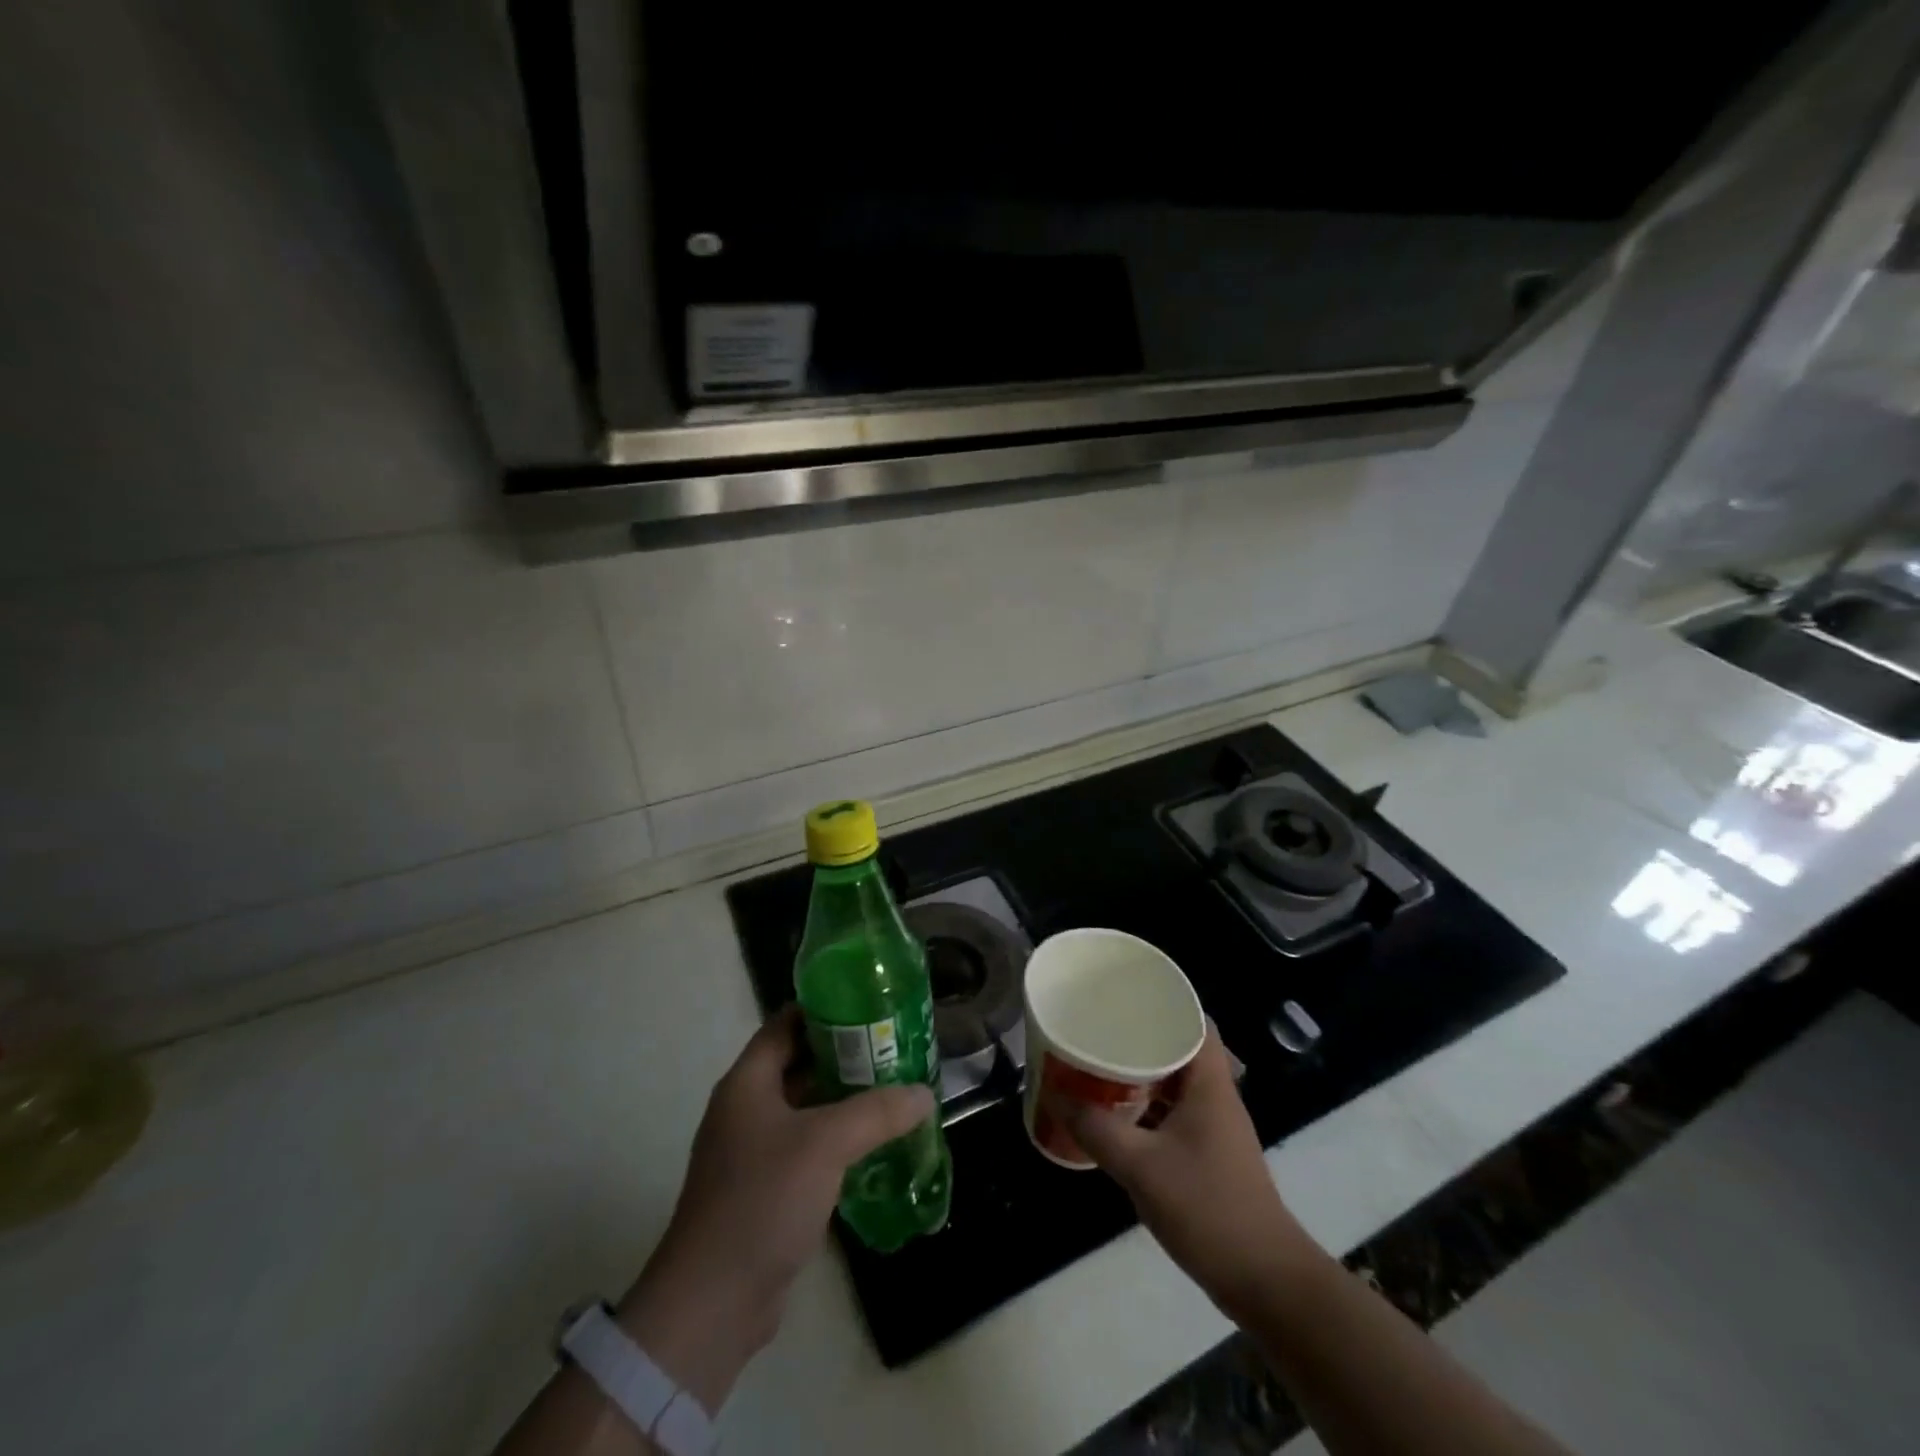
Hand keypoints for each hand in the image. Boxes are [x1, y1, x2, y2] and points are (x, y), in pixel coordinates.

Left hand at [615, 1006, 934, 1409]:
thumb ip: (877, 1112)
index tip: (870, 1003)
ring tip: (895, 1088)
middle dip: (846, 1054)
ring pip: (807, 1108)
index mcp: (748, 1082)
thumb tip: (924, 1094)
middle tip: (894, 1047)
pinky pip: (807, 1147)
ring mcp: (753, 1151)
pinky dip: (838, 1139)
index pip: (786, 1023)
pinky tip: (876, 1143)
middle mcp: (747, 1108)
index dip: (825, 1008)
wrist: (713, 1302)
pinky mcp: (766, 1189)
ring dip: (845, 1098)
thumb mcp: (825, 1144)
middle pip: (800, 1063)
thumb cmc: (762, 1199)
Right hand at [1065, 1026, 1316, 1320]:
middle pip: (1180, 1050)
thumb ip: (1096, 1130)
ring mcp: (1215, 1129)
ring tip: (1099, 1067)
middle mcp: (1216, 1097)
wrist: (1265, 1280)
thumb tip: (1057, 1096)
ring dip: (1141, 1075)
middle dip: (1140, 1038)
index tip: (1125, 997)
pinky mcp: (1209, 1156)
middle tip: (1099, 1030)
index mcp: (1210, 1084)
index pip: (1195, 1021)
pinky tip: (1116, 1118)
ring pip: (1175, 1084)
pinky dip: (1147, 1108)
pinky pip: (1173, 1114)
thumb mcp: (1141, 1166)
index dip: (1164, 1003)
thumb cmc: (1207, 1207)